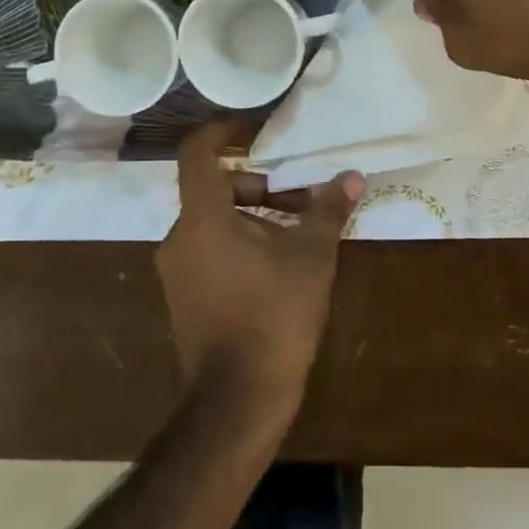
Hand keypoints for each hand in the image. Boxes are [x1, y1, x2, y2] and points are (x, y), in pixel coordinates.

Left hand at [156, 120, 364, 413]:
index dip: (223, 130)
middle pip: (215, 190)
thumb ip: (328, 210)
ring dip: (255, 218)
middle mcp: (179, 238)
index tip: (253, 127)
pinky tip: (278, 268)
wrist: (237, 401)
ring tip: (299, 236)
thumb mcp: (311, 256)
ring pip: (214, 223)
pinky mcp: (182, 298)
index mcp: (202, 218)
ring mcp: (176, 271)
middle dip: (260, 187)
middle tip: (302, 200)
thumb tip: (352, 178)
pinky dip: (240, 244)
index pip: (197, 152)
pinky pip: (209, 251)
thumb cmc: (274, 316)